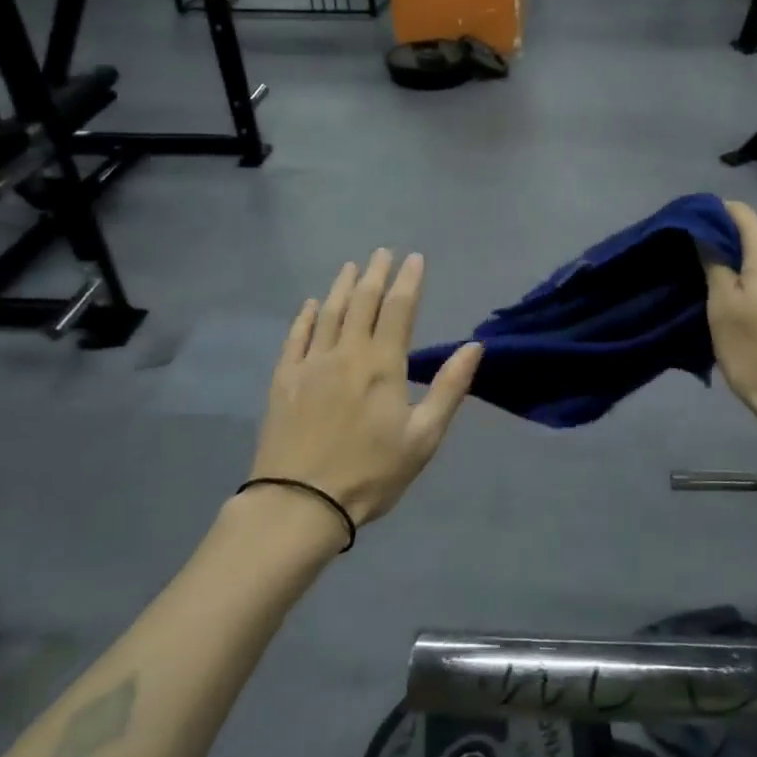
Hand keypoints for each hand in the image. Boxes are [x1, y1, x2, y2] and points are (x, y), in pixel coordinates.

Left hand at [250, 251, 481, 528]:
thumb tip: (473, 347)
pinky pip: (296, 337)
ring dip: (342, 286)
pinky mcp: (284, 380)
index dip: (408, 281)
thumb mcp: (423, 438)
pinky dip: (305, 316)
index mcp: (383, 365)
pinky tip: (310, 305)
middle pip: (362, 302)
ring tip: (352, 267)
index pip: (399, 309)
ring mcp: (311, 364)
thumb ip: (448, 388)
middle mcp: (346, 353)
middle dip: (375, 274)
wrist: (299, 503)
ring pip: (329, 313)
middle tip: (382, 252)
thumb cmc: (371, 473)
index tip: (414, 258)